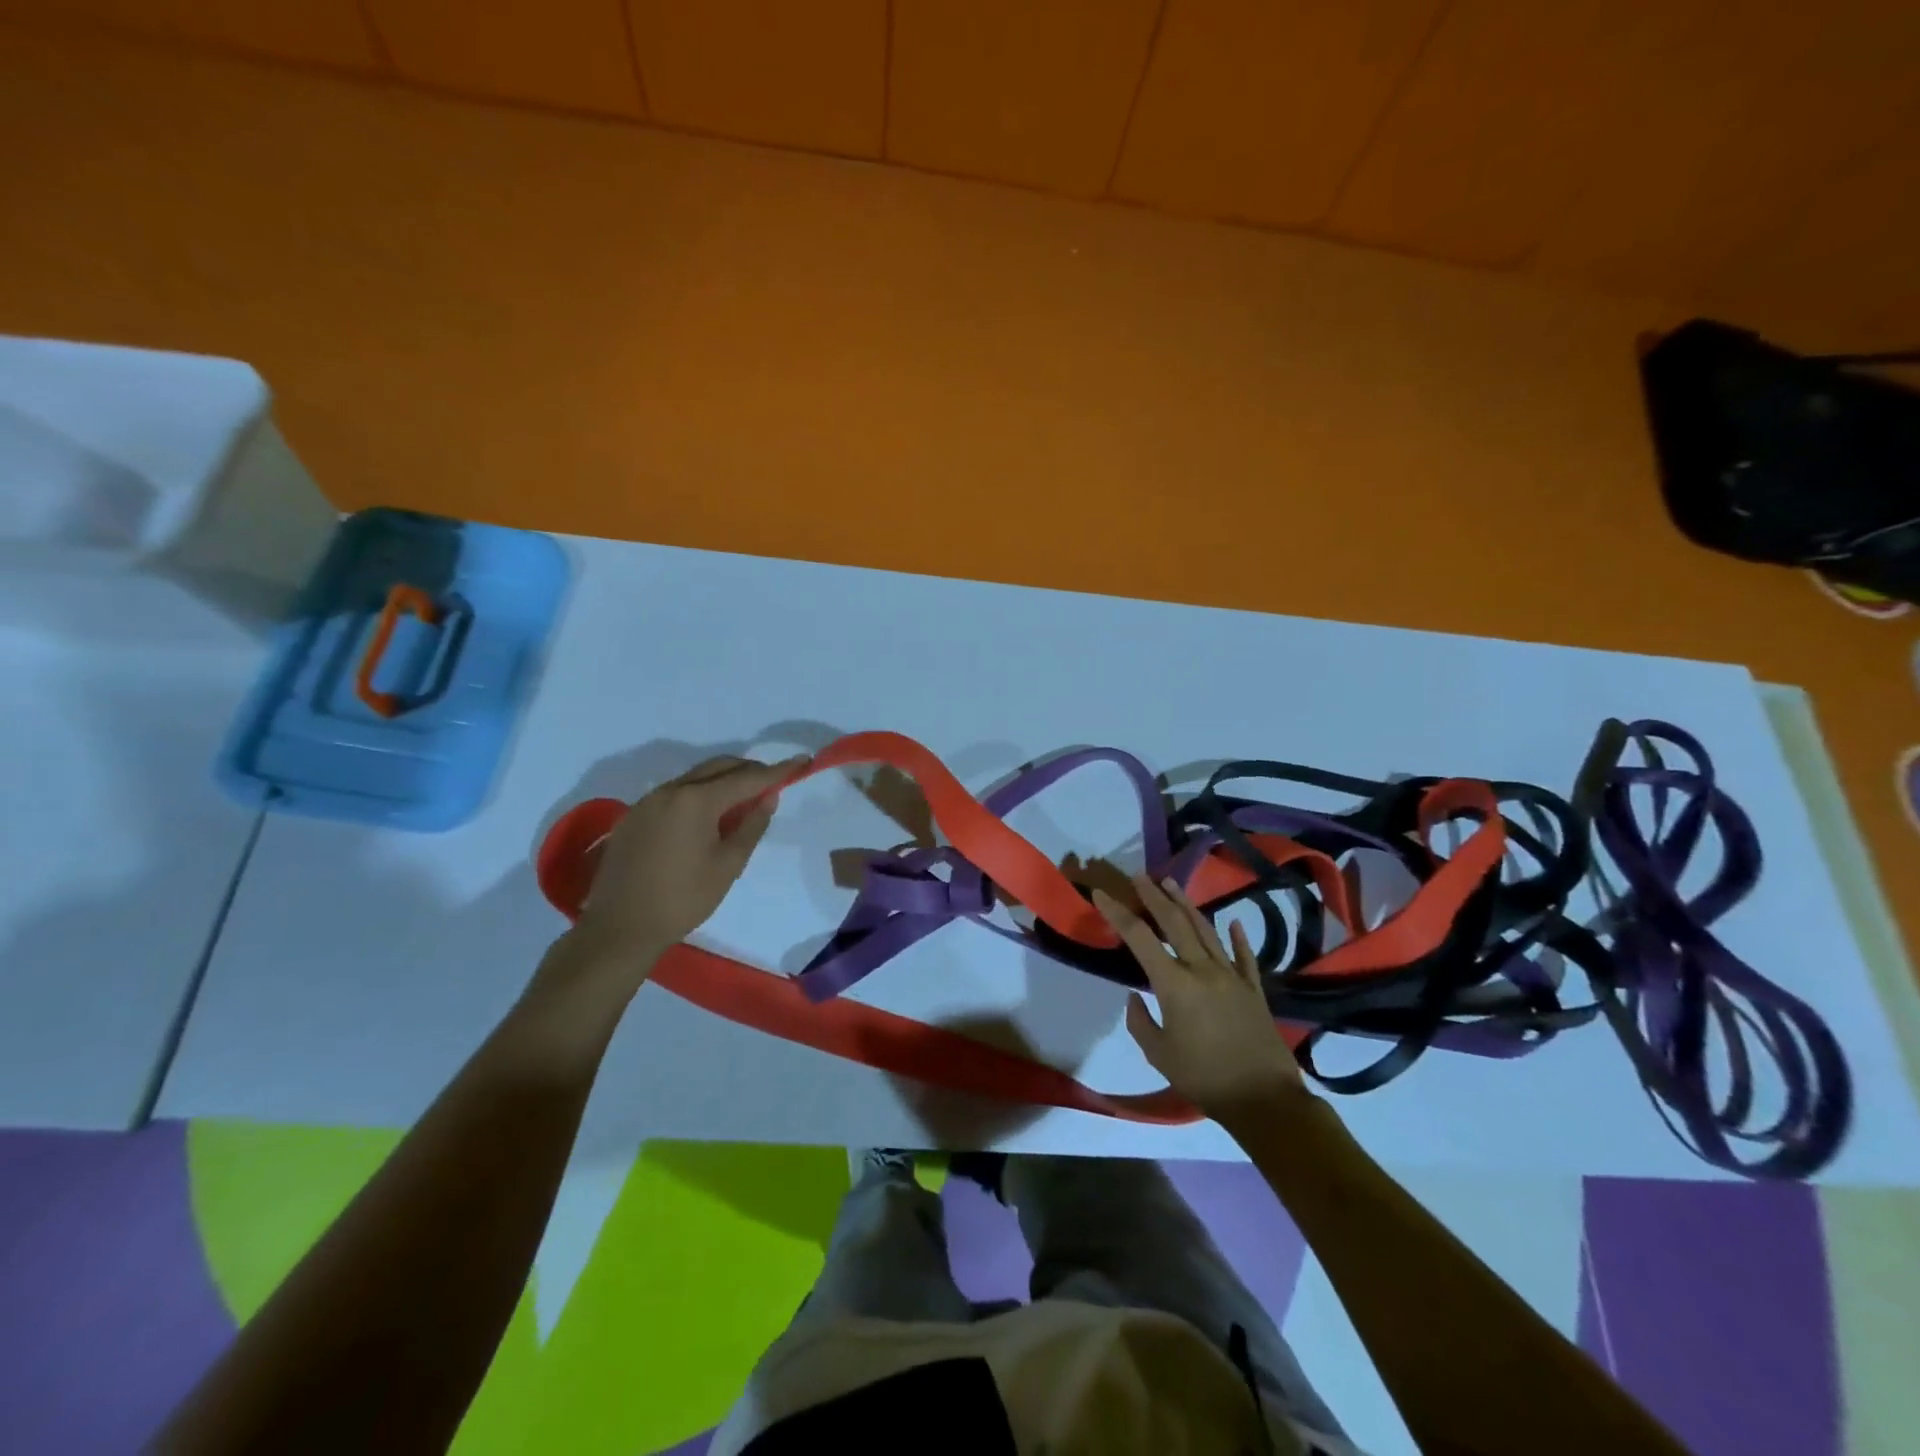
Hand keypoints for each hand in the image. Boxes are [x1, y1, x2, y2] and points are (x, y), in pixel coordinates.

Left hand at [572, 754, 806, 970]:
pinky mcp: (634, 816)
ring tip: (743, 802)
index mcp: (696, 800)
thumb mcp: (728, 865)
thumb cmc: (683, 899)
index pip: (747, 778)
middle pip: (719, 767)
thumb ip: (751, 825)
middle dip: (749, 771)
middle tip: (773, 783)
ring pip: (695, 778)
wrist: (619, 928)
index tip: (802, 762)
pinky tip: (707, 818)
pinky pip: (675, 794)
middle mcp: (670, 790)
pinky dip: (699, 795)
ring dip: (722, 782)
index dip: (777, 771)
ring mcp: (647, 801)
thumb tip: (768, 797)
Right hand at [1093, 874, 1307, 1125]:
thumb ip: (1140, 1022)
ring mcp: (1232, 976)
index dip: (1117, 912)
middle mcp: (1203, 969)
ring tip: (1171, 885)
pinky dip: (1237, 937)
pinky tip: (1233, 923)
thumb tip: (1136, 997)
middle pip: (1174, 922)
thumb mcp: (1158, 1055)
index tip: (1100, 893)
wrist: (1264, 1099)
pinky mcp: (1253, 989)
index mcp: (1175, 984)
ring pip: (1206, 930)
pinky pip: (1244, 956)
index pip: (1139, 938)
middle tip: (1139, 876)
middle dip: (1153, 896)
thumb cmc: (1204, 1078)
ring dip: (1186, 904)